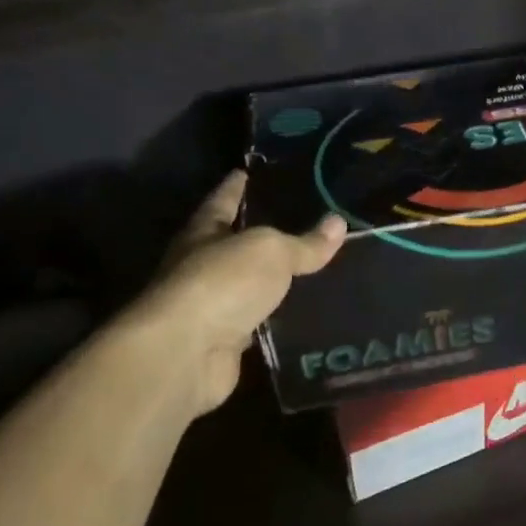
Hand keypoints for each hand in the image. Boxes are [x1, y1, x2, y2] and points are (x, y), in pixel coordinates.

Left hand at [122, 170, 345, 415]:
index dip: (239, 185)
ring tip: (320, 266)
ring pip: (253, 286)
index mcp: (205, 231)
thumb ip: (304, 241)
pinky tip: (310, 311)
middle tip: (309, 220)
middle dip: (266, 233)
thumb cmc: (222, 283)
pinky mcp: (227, 343)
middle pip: (239, 243)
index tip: (254, 170)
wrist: (186, 354)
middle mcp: (204, 265)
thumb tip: (338, 223)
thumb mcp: (270, 251)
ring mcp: (214, 306)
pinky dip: (281, 318)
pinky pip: (262, 322)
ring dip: (276, 280)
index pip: (225, 199)